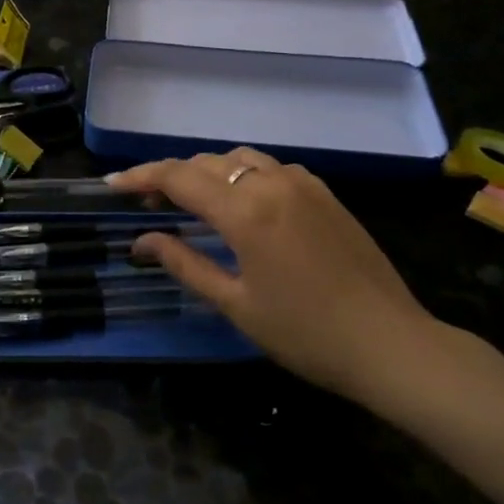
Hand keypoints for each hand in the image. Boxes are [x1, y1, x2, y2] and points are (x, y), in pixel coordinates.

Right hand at [106, 149, 449, 409]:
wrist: (390, 343)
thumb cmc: (305, 333)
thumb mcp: (235, 303)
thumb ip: (184, 263)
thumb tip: (142, 240)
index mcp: (246, 211)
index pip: (179, 178)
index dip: (141, 177)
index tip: (112, 185)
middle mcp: (273, 183)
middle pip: (207, 163)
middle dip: (172, 176)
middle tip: (147, 202)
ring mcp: (304, 183)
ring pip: (240, 159)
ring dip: (208, 172)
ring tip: (190, 200)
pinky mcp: (325, 193)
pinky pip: (272, 168)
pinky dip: (244, 175)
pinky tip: (242, 204)